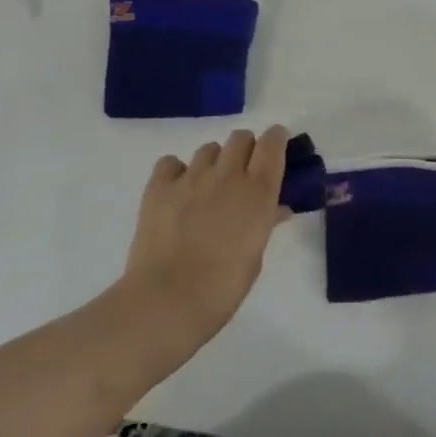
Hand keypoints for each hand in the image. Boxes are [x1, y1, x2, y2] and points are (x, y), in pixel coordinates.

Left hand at [120, 127, 290, 343]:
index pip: (272, 143)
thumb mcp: (255, 255)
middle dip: (245, 149)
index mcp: (258, 191)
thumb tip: (277, 209)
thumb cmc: (223, 286)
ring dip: (214, 162)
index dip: (276, 139)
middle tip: (243, 173)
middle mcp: (227, 174)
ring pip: (208, 149)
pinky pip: (171, 163)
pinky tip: (177, 193)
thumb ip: (266, 223)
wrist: (169, 298)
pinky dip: (177, 172)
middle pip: (240, 138)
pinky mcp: (158, 186)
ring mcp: (190, 177)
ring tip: (208, 189)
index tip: (276, 147)